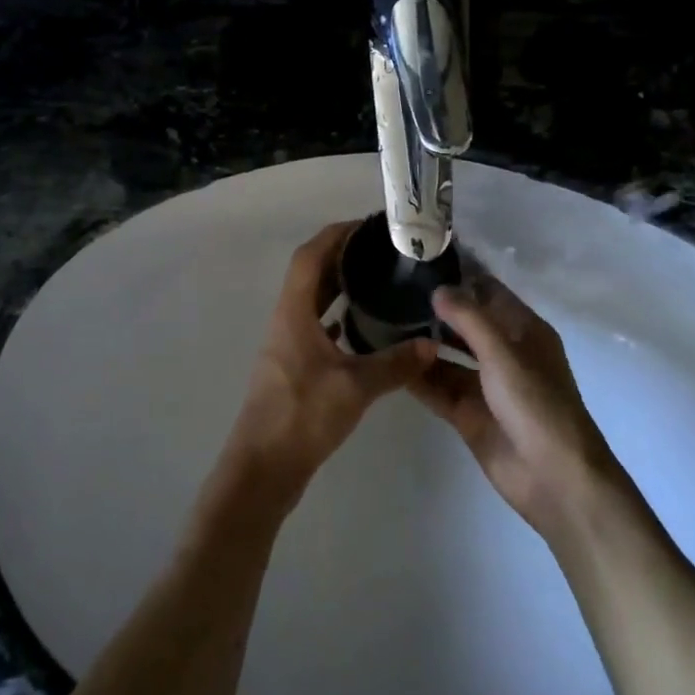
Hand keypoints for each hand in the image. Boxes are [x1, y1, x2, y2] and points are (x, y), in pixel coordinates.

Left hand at [219, 221, 434, 511]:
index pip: (310, 256)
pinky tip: (364, 327)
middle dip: (343, 256)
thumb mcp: (355, 387)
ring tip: (378, 280)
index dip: (336, 234)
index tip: (368, 226)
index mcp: (293, 312)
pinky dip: (338, 318)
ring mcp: (287, 344)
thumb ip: (395, 364)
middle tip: (382, 251)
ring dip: (339, 286)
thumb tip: (431, 344)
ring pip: (313, 301)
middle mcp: (286, 320)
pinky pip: (316, 327)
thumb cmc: (303, 416)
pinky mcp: (293, 367)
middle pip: (311, 274)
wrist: (263, 468)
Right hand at [411, 278, 621, 535]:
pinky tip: (390, 362)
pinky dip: (418, 377)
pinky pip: (438, 388)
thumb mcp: (503, 353)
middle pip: (465, 324)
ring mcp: (485, 385)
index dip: (461, 277)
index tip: (422, 261)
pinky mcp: (469, 414)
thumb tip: (438, 288)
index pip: (489, 293)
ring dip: (422, 344)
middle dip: (435, 311)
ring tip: (382, 324)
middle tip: (392, 292)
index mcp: (523, 331)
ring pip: (448, 357)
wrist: (555, 478)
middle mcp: (504, 353)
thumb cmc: (536, 404)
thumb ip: (468, 319)